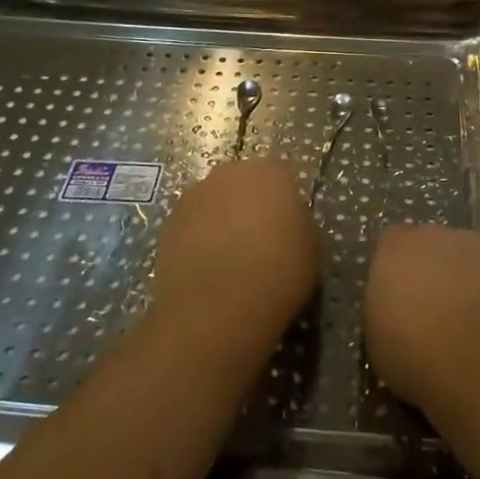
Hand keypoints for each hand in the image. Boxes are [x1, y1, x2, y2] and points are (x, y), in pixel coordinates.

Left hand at [152, 159, 319, 347]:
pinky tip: (204, 269)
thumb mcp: (311, 248)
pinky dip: (196, 240)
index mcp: (271, 172)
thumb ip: (298, 224)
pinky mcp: (168, 221)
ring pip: (212, 202)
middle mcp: (230, 172)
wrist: (218, 306)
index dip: (282, 201)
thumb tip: (286, 225)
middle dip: (247, 204)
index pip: (280, 176)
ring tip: (227, 258)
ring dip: (219, 220)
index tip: (285, 227)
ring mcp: (194, 194)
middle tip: (256, 240)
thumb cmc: (278, 273)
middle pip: (242, 182)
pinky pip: (190, 225)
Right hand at [364, 225, 479, 412]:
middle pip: (432, 246)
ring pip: (467, 259)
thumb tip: (397, 310)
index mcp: (397, 246)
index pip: (391, 244)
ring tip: (468, 326)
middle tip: (432, 314)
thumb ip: (386, 309)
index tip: (398, 301)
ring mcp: (479, 247)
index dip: (396, 271)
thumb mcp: (378, 339)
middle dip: (432, 272)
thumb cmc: (416, 350)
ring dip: (465, 282)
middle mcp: (437, 235)